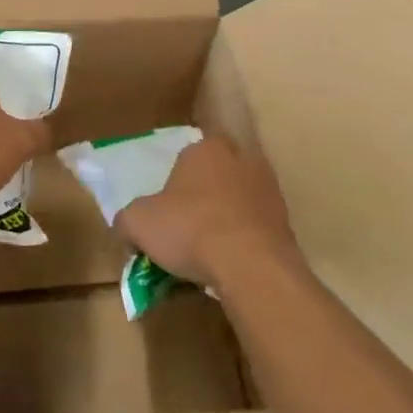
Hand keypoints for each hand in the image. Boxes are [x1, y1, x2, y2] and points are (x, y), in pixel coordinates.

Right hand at [115, 136, 300, 286]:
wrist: (251, 265)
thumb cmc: (190, 229)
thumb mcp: (138, 223)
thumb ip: (127, 219)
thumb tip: (127, 225)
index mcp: (205, 148)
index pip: (185, 158)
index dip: (172, 186)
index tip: (165, 213)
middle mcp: (240, 157)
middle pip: (213, 176)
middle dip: (200, 199)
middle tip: (185, 231)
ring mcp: (268, 188)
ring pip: (236, 201)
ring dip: (224, 219)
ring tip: (208, 253)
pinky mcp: (285, 219)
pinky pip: (255, 226)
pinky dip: (243, 240)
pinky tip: (231, 263)